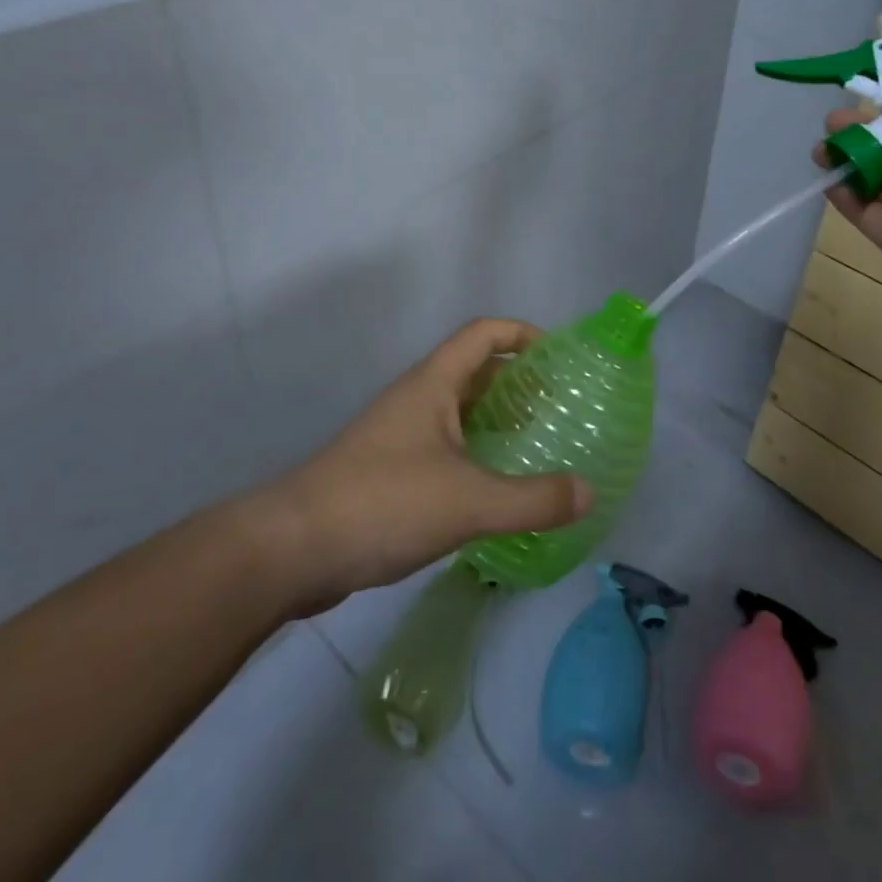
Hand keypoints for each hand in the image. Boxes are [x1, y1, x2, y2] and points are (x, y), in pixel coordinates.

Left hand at [264, 319, 592, 609]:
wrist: (293, 548)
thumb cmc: (384, 503)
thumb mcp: (469, 501)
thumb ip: (533, 499)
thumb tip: (589, 492)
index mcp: (433, 384)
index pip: (483, 333)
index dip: (522, 333)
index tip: (558, 356)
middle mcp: (415, 399)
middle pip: (473, 370)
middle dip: (516, 381)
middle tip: (557, 406)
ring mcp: (397, 435)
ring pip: (456, 412)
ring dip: (494, 419)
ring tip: (534, 444)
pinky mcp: (387, 471)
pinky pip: (442, 446)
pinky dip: (473, 454)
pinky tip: (491, 488)